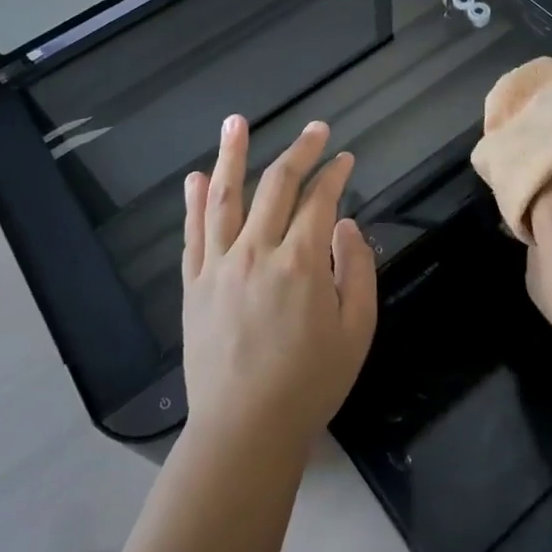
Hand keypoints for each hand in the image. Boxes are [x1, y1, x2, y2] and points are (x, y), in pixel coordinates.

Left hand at [181, 117, 377, 455]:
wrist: (245, 430)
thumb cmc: (310, 383)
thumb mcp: (356, 331)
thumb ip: (357, 270)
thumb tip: (345, 225)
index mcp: (302, 262)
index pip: (321, 200)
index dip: (336, 173)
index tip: (346, 158)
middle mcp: (257, 251)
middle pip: (277, 186)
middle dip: (300, 151)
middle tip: (314, 128)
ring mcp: (220, 265)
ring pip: (226, 197)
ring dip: (233, 155)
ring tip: (236, 122)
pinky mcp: (194, 284)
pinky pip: (194, 233)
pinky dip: (195, 202)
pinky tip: (197, 177)